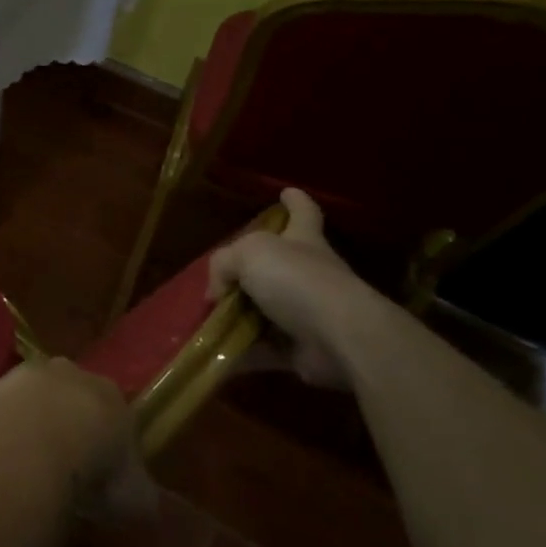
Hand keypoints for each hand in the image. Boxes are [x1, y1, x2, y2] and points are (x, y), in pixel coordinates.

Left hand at [0, 358, 154, 521]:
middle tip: (65, 465)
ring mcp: (29, 375)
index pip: (115, 411)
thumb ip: (140, 496)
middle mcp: (71, 374)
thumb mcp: (134, 496)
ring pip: (35, 397)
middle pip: (72, 396)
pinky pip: (3, 409)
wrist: (32, 448)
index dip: (108, 441)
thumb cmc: (93, 469)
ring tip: (29, 464)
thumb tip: (145, 504)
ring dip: (33, 421)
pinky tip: (2, 457)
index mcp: (112, 393)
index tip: (102, 472)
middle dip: (69, 423)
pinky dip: (4, 428)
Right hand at [207, 188, 381, 390]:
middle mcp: (309, 274)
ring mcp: (308, 313)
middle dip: (251, 270)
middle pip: (279, 265)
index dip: (295, 201)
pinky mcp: (302, 349)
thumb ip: (223, 264)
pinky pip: (263, 349)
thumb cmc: (297, 281)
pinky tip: (213, 354)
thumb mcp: (248, 254)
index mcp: (303, 241)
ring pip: (266, 309)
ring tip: (206, 320)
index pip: (303, 213)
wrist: (340, 337)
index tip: (288, 191)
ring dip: (239, 316)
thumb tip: (216, 292)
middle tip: (220, 278)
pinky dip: (241, 353)